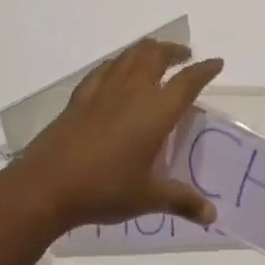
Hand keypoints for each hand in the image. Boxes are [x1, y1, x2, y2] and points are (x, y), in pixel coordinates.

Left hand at [5, 39, 223, 234]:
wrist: (48, 185)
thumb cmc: (105, 189)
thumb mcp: (148, 198)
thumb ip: (182, 200)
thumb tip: (212, 214)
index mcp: (155, 111)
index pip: (187, 81)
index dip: (204, 70)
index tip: (216, 63)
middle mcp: (132, 92)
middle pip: (156, 56)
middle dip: (173, 51)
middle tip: (184, 56)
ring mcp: (103, 91)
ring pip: (129, 56)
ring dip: (147, 50)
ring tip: (155, 55)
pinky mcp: (80, 98)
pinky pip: (104, 69)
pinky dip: (117, 63)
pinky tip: (116, 71)